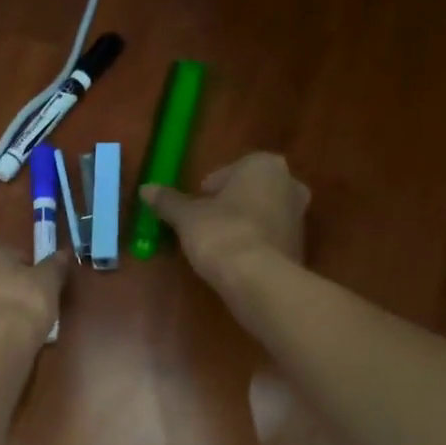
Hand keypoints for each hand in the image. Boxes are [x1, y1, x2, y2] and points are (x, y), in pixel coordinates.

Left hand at [0, 231, 65, 348]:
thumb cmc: (20, 300)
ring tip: (16, 316)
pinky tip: (1, 330)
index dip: (23, 265)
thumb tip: (65, 255)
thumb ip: (55, 264)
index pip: (2, 248)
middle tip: (27, 297)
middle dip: (2, 279)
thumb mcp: (47, 279)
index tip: (36, 281)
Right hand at [139, 152, 309, 293]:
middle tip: (204, 225)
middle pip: (248, 191)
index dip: (207, 191)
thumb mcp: (187, 216)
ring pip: (261, 214)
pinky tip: (234, 261)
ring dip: (242, 225)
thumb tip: (145, 189)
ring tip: (216, 246)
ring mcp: (299, 216)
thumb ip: (168, 201)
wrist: (258, 279)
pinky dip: (254, 245)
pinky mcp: (299, 247)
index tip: (194, 209)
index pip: (228, 172)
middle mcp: (289, 184)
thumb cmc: (221, 233)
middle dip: (229, 205)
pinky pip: (269, 239)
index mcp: (264, 165)